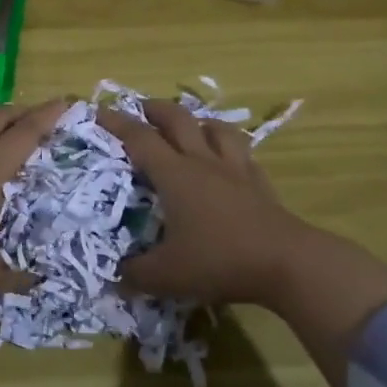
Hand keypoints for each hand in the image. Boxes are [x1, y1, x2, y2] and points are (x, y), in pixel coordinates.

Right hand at [98, 100, 325, 307]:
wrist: (286, 262)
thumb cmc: (219, 260)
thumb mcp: (168, 275)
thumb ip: (137, 274)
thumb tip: (117, 276)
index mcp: (175, 175)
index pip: (140, 139)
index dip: (117, 123)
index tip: (99, 112)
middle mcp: (203, 162)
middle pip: (178, 120)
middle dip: (156, 109)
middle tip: (142, 110)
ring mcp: (235, 170)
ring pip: (216, 128)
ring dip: (198, 121)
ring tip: (190, 127)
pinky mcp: (260, 183)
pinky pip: (243, 154)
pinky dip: (230, 149)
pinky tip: (229, 161)